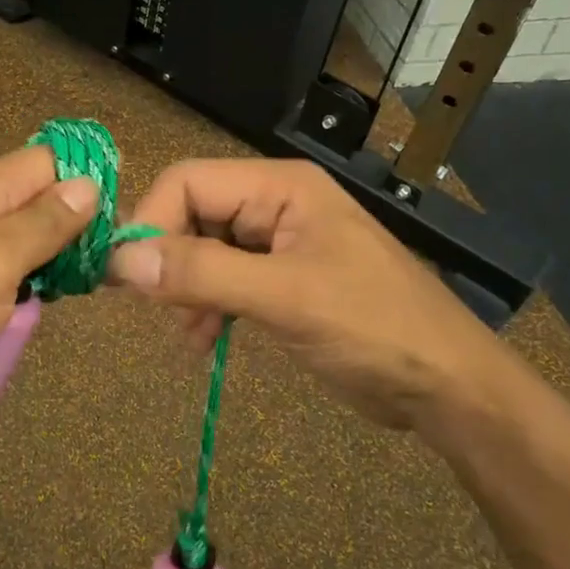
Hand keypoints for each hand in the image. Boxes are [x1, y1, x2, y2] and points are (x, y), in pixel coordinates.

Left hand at [0, 145, 95, 431]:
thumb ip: (45, 221)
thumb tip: (88, 183)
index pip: (49, 160)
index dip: (86, 186)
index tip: (113, 229)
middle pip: (31, 200)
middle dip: (65, 232)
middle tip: (90, 274)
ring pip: (9, 240)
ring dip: (37, 266)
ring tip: (57, 298)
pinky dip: (6, 289)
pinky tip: (14, 315)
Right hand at [108, 158, 517, 435]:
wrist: (448, 386)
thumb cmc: (375, 327)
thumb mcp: (286, 297)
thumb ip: (203, 274)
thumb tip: (122, 261)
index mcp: (280, 187)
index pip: (188, 183)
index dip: (151, 222)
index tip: (126, 276)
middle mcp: (275, 205)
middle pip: (192, 214)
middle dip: (169, 260)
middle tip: (157, 309)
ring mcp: (279, 244)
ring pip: (204, 250)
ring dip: (186, 289)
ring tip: (188, 334)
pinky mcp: (282, 281)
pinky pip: (225, 280)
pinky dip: (207, 307)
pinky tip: (205, 342)